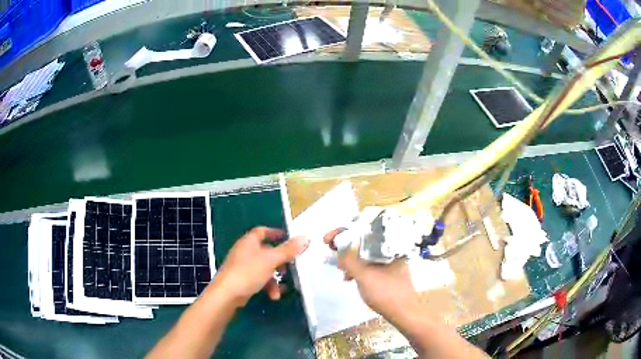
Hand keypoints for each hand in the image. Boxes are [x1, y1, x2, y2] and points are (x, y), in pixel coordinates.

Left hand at [212, 227, 308, 306]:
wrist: (227, 294)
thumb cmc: (248, 272)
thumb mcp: (271, 260)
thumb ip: (288, 250)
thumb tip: (305, 237)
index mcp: (249, 242)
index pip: (262, 231)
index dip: (275, 233)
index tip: (287, 238)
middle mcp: (245, 251)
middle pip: (266, 251)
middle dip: (279, 261)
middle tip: (290, 267)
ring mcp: (242, 266)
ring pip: (264, 268)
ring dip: (274, 278)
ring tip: (281, 289)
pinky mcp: (241, 280)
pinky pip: (258, 279)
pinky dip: (267, 286)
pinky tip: (273, 296)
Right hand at [323, 228, 420, 319]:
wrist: (404, 313)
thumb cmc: (386, 292)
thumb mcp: (363, 275)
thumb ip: (349, 260)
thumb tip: (338, 247)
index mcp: (388, 244)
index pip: (363, 230)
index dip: (343, 232)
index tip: (327, 240)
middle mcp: (391, 249)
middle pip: (364, 241)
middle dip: (345, 245)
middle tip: (330, 249)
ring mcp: (391, 261)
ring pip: (366, 254)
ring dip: (350, 258)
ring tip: (341, 269)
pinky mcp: (389, 272)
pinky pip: (370, 264)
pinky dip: (358, 268)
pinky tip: (351, 278)